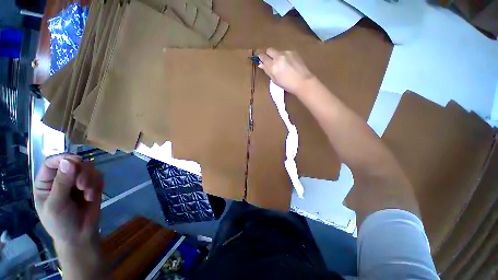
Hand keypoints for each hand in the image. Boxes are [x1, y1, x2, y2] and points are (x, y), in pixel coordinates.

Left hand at [33, 154, 103, 246]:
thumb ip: (61, 183)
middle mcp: (62, 179)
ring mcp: (78, 182)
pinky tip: (92, 197)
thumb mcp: (56, 205)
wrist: (80, 236)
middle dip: (81, 173)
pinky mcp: (92, 186)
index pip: (52, 163)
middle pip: (74, 163)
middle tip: (82, 186)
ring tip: (88, 194)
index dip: (63, 159)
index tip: (76, 161)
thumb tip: (69, 161)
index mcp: (47, 182)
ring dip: (90, 180)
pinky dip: (97, 185)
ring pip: (88, 168)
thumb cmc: (61, 224)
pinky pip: (98, 176)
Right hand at [258, 48, 314, 94]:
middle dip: (268, 54)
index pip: (263, 57)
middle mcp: (279, 57)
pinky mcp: (293, 52)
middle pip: (269, 49)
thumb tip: (261, 64)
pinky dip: (284, 57)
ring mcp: (286, 53)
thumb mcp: (275, 80)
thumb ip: (267, 71)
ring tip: (282, 65)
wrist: (303, 81)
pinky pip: (285, 52)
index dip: (260, 57)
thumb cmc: (287, 85)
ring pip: (278, 51)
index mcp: (273, 66)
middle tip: (270, 61)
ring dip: (277, 56)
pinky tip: (289, 64)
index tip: (260, 59)